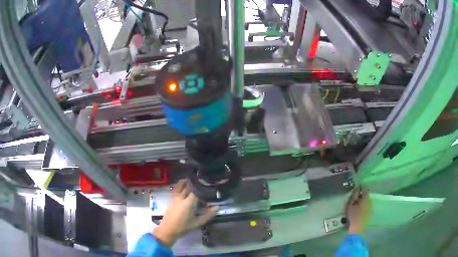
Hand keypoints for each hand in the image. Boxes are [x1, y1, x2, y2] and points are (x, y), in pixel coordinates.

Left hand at [152, 180, 217, 246]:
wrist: (168, 230)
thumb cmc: (184, 227)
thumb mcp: (198, 223)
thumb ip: (208, 215)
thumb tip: (217, 207)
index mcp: (188, 203)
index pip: (197, 190)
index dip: (203, 186)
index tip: (209, 184)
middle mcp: (181, 198)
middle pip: (188, 186)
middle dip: (195, 183)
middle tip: (203, 181)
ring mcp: (175, 198)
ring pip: (180, 185)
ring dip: (186, 182)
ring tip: (192, 180)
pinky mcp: (171, 199)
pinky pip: (176, 189)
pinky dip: (180, 185)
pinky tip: (183, 187)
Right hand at [345, 186, 370, 234]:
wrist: (358, 228)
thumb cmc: (353, 216)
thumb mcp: (351, 205)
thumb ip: (354, 196)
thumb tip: (356, 189)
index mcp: (366, 198)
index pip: (364, 189)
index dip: (360, 187)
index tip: (356, 187)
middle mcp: (370, 201)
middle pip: (366, 195)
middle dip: (361, 194)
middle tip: (355, 196)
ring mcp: (371, 207)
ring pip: (367, 201)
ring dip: (362, 200)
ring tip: (356, 203)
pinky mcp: (370, 213)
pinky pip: (367, 206)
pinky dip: (363, 205)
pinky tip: (359, 209)